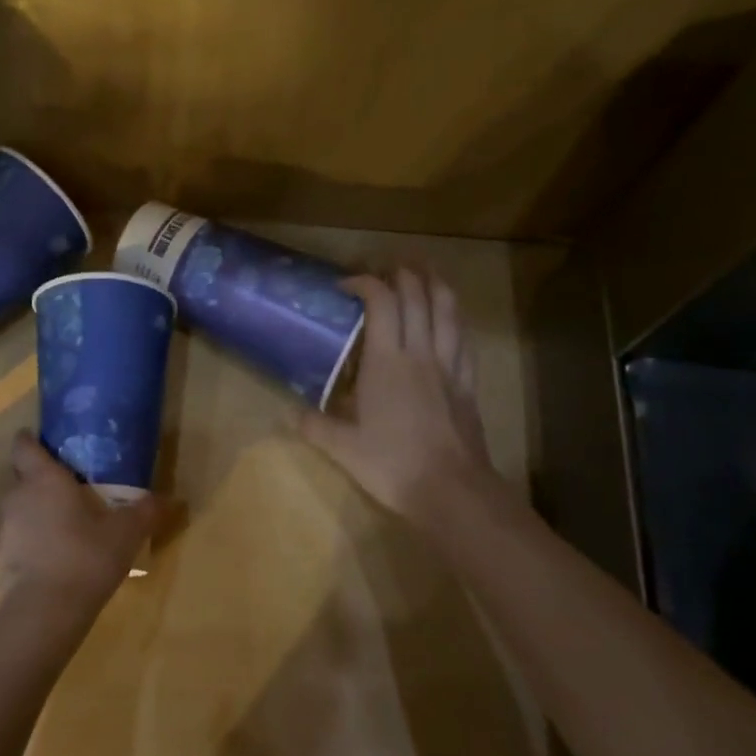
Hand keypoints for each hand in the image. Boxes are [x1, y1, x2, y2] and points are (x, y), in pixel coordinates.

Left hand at [0, 432, 159, 644]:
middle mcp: (16, 497)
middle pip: (24, 479)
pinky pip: (16, 543)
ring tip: (66, 531)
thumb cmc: (85, 557)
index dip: (32, 441)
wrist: (44, 612)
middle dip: (43, 483)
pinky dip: (31, 547)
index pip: (25, 446)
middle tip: (72, 494)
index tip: (45, 444)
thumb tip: (166, 499)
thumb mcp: (126, 534)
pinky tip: (54, 564)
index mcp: (44, 480)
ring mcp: (2, 530)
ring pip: (20, 512)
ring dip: (38, 517)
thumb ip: (144, 511)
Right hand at [299, 269, 505, 527]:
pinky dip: (455, 318)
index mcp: (387, 361)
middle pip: (418, 296)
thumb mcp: (342, 448)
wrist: (452, 490)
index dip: (365, 282)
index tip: (346, 283)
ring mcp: (450, 366)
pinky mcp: (468, 383)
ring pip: (448, 310)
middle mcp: (421, 353)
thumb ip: (314, 425)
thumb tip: (288, 412)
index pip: (381, 302)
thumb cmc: (392, 464)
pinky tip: (450, 318)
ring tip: (424, 272)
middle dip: (402, 273)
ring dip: (435, 284)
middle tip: (386, 266)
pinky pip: (464, 338)